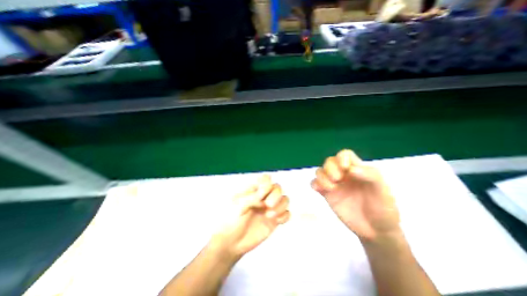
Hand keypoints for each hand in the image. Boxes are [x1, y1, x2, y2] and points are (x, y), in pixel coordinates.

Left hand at [212, 175, 291, 258]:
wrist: (230, 244)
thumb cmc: (229, 221)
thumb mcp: (237, 206)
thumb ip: (252, 198)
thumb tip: (264, 194)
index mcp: (253, 190)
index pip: (266, 179)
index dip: (267, 183)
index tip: (261, 193)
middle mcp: (263, 197)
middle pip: (277, 188)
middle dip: (275, 195)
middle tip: (268, 205)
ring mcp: (269, 209)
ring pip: (285, 199)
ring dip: (281, 206)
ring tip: (270, 215)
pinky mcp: (274, 221)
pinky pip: (287, 214)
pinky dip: (285, 216)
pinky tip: (276, 221)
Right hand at [312, 149, 399, 241]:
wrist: (377, 231)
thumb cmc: (383, 208)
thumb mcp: (383, 190)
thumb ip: (370, 176)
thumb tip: (350, 169)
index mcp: (357, 169)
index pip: (345, 155)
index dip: (341, 157)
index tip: (345, 168)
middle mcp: (343, 174)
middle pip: (329, 161)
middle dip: (330, 168)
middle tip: (337, 179)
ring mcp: (334, 184)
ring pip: (320, 171)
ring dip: (322, 176)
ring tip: (331, 188)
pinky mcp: (327, 194)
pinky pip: (315, 184)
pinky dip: (315, 184)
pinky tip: (320, 190)